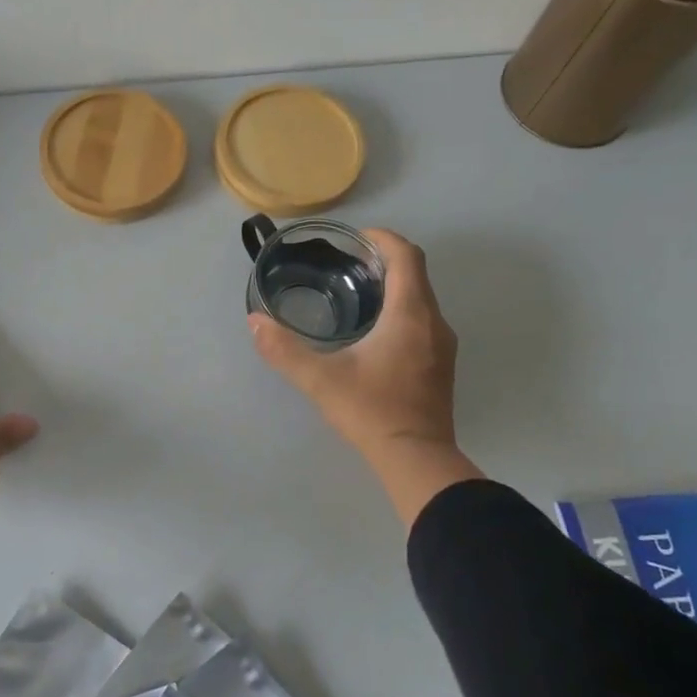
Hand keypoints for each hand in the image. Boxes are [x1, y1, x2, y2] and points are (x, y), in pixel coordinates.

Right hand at [249, 229, 483, 526]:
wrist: (417, 459)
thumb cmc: (371, 411)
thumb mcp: (320, 379)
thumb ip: (284, 350)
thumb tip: (255, 322)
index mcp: (410, 314)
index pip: (406, 256)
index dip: (382, 238)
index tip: (354, 238)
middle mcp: (433, 321)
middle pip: (415, 274)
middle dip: (384, 260)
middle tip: (345, 264)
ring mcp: (441, 345)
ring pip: (421, 298)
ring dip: (393, 287)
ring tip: (354, 293)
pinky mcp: (440, 365)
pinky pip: (423, 320)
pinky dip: (401, 310)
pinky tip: (373, 331)